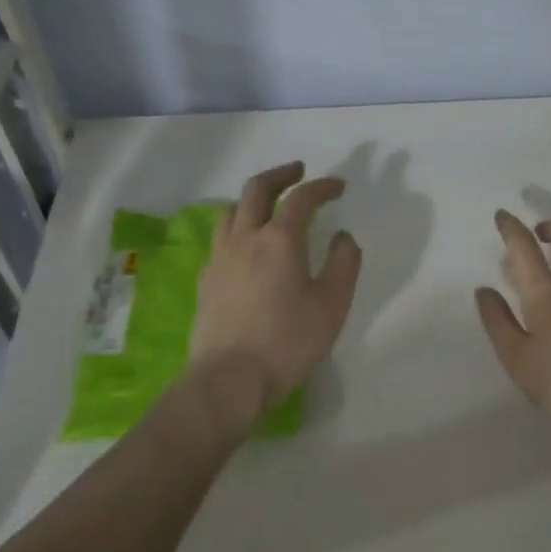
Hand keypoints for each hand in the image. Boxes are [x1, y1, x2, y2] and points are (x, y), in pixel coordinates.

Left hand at [186, 161, 361, 430]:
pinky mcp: (206, 281)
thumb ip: (343, 264)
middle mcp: (245, 239)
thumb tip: (343, 237)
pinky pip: (221, 239)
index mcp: (279, 240)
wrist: (228, 380)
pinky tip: (245, 247)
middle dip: (280, 174)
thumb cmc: (287, 342)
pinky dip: (237, 228)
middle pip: (257, 189)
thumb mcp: (332, 305)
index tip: (338, 187)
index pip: (301, 198)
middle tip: (298, 171)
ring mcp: (220, 259)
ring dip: (253, 199)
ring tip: (269, 205)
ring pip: (231, 211)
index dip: (322, 186)